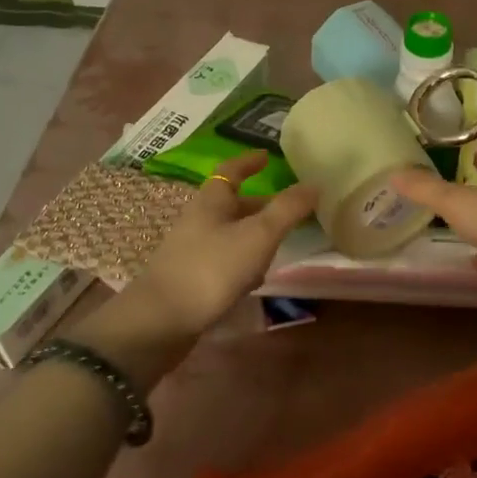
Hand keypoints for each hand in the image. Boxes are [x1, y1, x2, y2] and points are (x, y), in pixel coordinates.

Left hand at [75, 152, 318, 386]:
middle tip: (290, 207)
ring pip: (231, 233)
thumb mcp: (258, 235)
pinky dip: (244, 262)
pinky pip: (225, 260)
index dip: (249, 162)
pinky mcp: (193, 277)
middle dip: (261, 204)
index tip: (267, 156)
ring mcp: (193, 250)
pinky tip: (258, 278)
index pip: (231, 171)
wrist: (162, 320)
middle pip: (233, 204)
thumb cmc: (212, 268)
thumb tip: (314, 184)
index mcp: (212, 201)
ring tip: (282, 242)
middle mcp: (200, 220)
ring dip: (255, 234)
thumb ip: (287, 209)